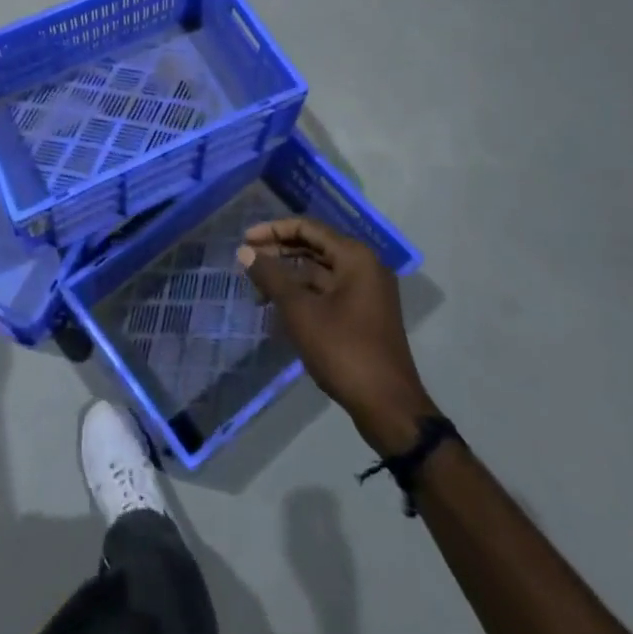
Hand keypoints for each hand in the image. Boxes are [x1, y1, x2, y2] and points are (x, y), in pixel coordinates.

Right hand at [236, 217, 433, 454]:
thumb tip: (244, 250)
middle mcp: (364, 267)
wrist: (387, 406)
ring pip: (319, 271)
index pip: (308, 228)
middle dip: (279, 252)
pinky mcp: (363, 314)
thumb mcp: (300, 311)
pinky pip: (327, 291)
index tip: (245, 240)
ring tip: (256, 288)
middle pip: (314, 247)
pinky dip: (302, 294)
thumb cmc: (343, 350)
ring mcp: (366, 292)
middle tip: (247, 262)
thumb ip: (271, 276)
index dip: (274, 230)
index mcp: (355, 257)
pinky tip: (277, 306)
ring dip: (288, 276)